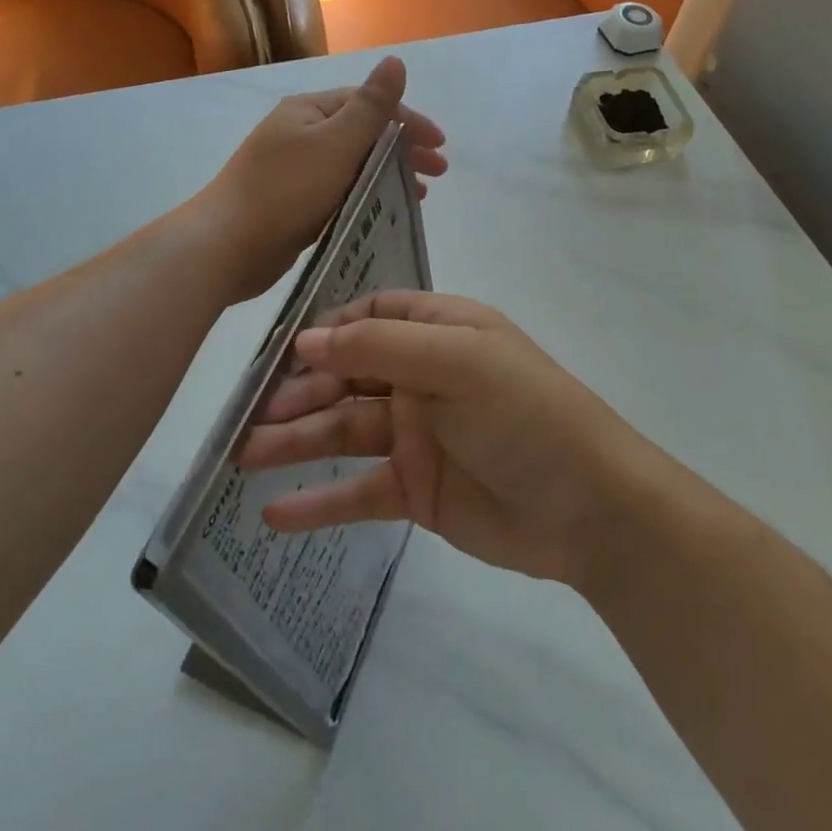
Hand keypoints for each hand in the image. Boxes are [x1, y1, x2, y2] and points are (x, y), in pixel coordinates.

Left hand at [196, 58, 446, 303]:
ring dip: (388, 173)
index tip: (439, 145)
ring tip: (418, 195)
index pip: (368, 104)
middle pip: (362, 133)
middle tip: (437, 172)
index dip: (408, 120)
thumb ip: (371, 106)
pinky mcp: (293, 203)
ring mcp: (295, 170)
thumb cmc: (286, 190)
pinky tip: (383, 210)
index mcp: (308, 111)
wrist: (226, 245)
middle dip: (402, 148)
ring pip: (352, 165)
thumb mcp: (336, 142)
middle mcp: (300, 134)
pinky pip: (339, 191)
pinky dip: (365, 195)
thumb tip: (395, 60)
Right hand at [238, 292, 656, 584]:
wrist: (590, 509)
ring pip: (342, 432)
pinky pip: (357, 491)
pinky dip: (318, 501)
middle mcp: (422, 377)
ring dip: (294, 443)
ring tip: (242, 458)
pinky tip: (274, 514)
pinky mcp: (415, 490)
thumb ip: (380, 346)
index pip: (371, 316)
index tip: (283, 352)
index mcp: (439, 331)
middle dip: (298, 392)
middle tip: (249, 417)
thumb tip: (307, 341)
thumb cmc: (526, 414)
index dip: (327, 331)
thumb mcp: (458, 361)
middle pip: (346, 377)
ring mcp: (416, 436)